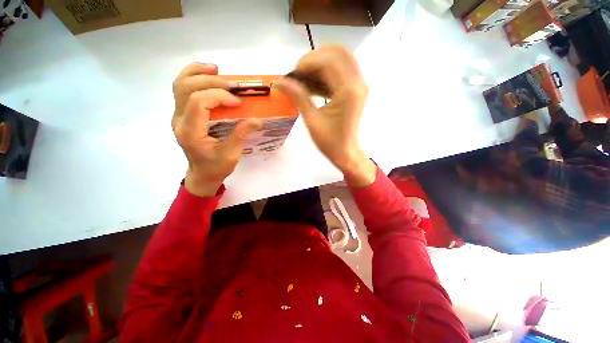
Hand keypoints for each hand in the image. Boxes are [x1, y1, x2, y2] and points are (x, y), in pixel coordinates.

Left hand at [172, 63, 260, 196]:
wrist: (202, 174)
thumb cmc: (216, 167)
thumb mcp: (231, 155)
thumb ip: (241, 135)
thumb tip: (256, 119)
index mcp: (191, 132)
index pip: (198, 102)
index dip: (219, 96)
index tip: (238, 102)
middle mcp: (179, 120)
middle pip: (186, 88)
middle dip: (211, 81)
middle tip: (233, 84)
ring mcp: (178, 115)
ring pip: (180, 84)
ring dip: (198, 73)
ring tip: (216, 69)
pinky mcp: (183, 114)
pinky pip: (182, 90)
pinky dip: (194, 78)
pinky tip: (207, 75)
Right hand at [278, 46, 375, 186]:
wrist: (346, 153)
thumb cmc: (330, 142)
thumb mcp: (312, 121)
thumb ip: (298, 97)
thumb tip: (280, 81)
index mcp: (349, 91)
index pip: (328, 61)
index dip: (307, 62)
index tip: (293, 74)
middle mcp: (357, 83)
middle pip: (337, 52)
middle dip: (314, 59)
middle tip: (299, 75)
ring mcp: (359, 85)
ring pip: (340, 59)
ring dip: (320, 65)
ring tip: (304, 80)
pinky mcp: (355, 90)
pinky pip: (341, 71)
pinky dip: (326, 73)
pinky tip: (313, 85)